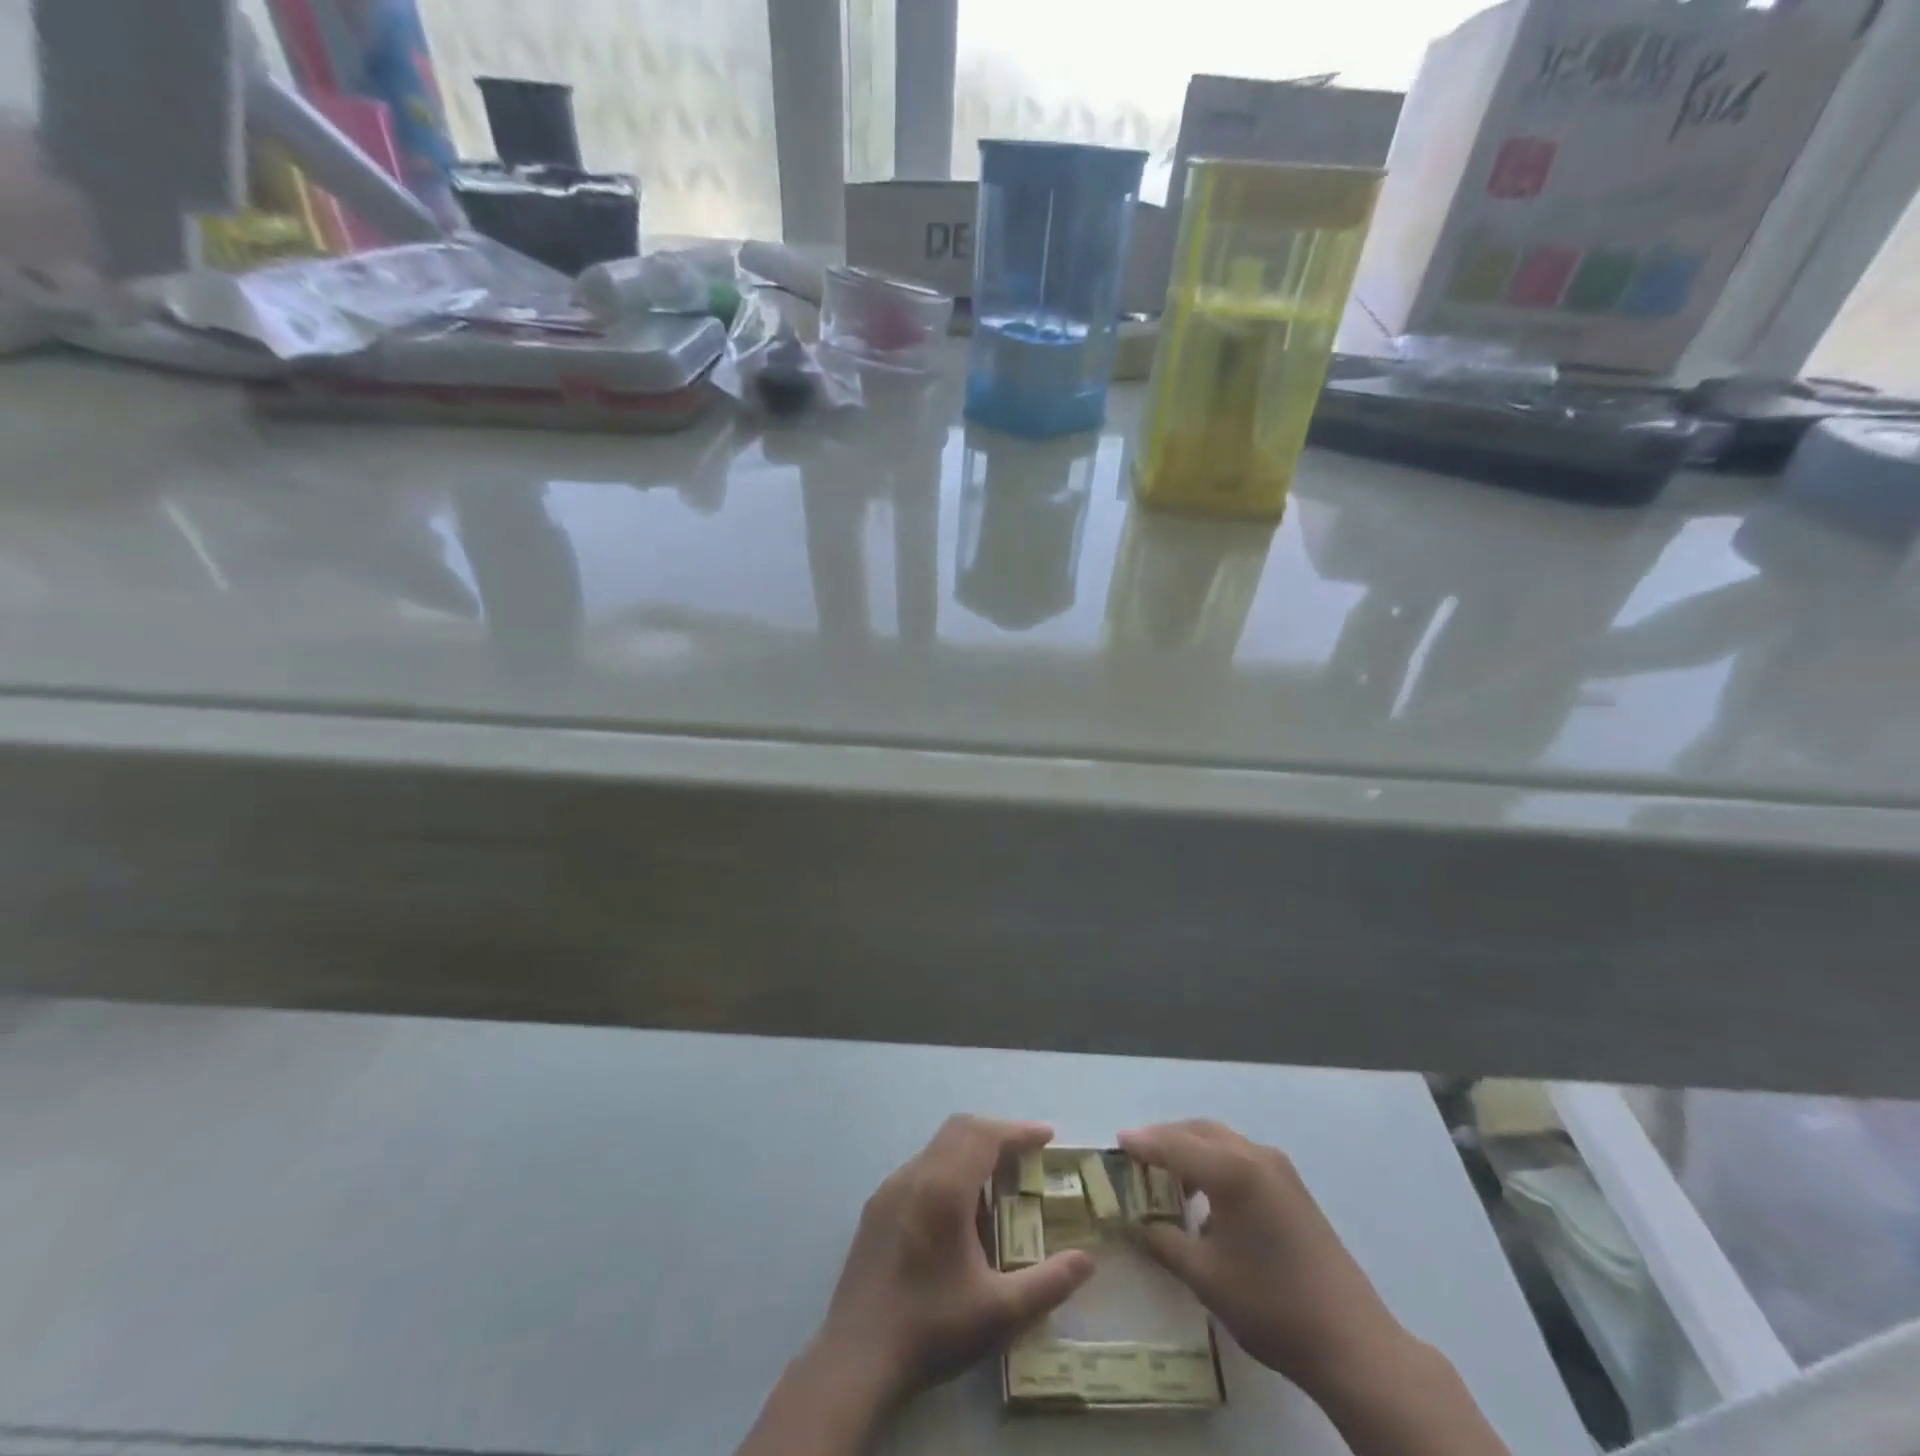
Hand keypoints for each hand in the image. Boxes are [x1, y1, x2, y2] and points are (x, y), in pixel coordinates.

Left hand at [816, 1115, 1096, 1405]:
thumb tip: (1087, 1260)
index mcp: (944, 1188)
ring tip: (997, 1184)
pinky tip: (957, 1212)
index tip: (1047, 1138)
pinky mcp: (876, 1207)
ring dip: (970, 1151)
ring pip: (937, 1146)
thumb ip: (1048, 1283)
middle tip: (1026, 1156)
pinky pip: (920, 1168)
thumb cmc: (931, 1328)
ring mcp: (890, 1188)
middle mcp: (915, 1174)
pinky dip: (948, 1169)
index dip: (1018, 1132)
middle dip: (996, 1133)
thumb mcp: (999, 1313)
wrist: (855, 1358)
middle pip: (960, 1129)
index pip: (985, 1136)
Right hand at [1118, 1119, 1406, 1401]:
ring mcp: (1279, 1170)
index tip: (1117, 1141)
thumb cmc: (1272, 1305)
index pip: (1174, 1144)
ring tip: (1166, 1176)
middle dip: (1166, 1139)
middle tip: (1138, 1156)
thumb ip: (1164, 1242)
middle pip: (1199, 1131)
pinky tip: (1205, 1196)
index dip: (1143, 1143)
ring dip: (1191, 1150)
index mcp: (1232, 1170)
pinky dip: (1214, 1163)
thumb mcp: (1205, 1277)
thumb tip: (1138, 1224)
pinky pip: (1241, 1158)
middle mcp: (1255, 1156)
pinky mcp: (1292, 1188)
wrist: (1353, 1343)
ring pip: (1222, 1142)